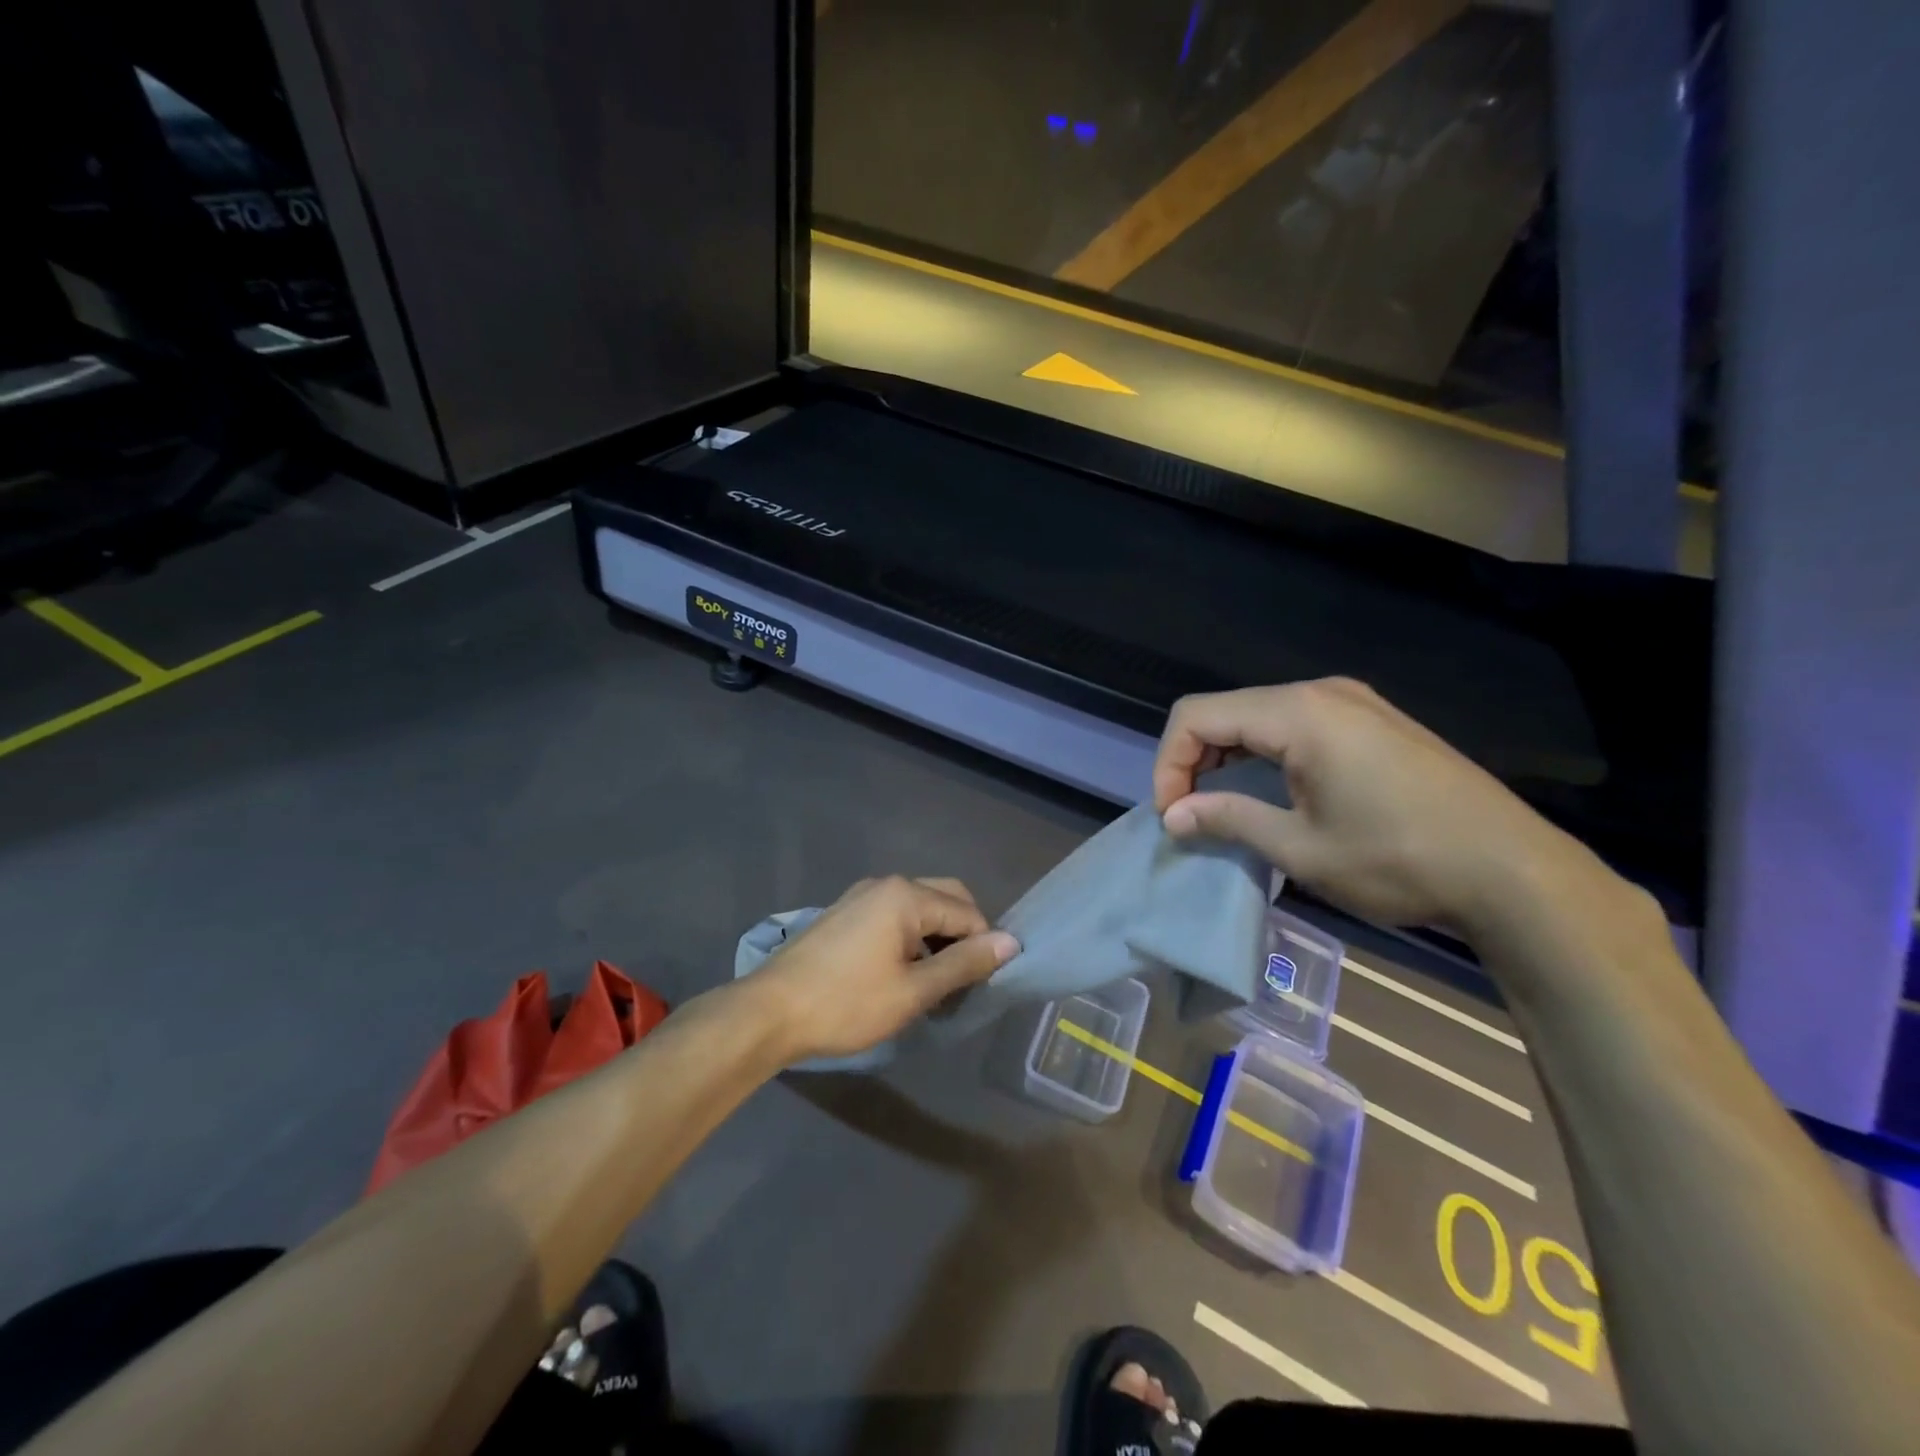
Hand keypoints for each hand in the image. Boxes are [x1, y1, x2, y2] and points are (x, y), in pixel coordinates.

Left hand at [749, 876, 1019, 1063]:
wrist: (770, 1011)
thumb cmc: (847, 1003)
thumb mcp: (914, 991)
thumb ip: (964, 964)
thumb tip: (1011, 943)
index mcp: (906, 895)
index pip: (968, 913)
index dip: (983, 948)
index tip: (980, 986)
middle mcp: (887, 884)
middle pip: (946, 898)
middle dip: (962, 934)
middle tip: (961, 980)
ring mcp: (862, 895)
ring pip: (919, 906)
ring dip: (936, 936)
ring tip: (934, 982)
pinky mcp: (845, 913)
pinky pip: (894, 914)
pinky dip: (911, 936)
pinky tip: (903, 971)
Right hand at [1153, 678, 1599, 939]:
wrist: (1513, 872)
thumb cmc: (1398, 860)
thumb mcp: (1300, 848)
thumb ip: (1227, 819)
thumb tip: (1173, 817)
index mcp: (1298, 713)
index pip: (1196, 716)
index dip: (1169, 764)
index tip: (1172, 816)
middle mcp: (1322, 693)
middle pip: (1225, 710)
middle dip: (1193, 760)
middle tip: (1189, 814)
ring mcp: (1354, 703)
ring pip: (1259, 715)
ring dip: (1227, 757)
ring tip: (1221, 806)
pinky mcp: (1374, 722)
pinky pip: (1296, 724)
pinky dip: (1264, 753)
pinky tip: (1269, 790)